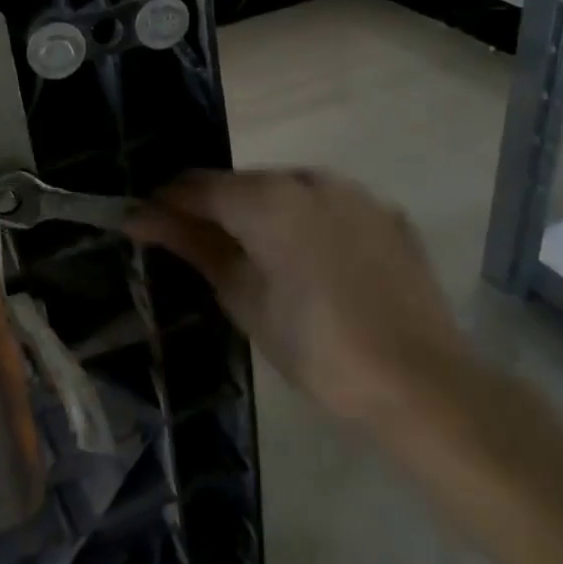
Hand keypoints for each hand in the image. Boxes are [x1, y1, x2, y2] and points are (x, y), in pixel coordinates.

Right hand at [129, 169, 466, 422]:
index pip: (198, 185)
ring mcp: (356, 194)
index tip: (142, 223)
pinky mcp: (387, 217)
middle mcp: (311, 179)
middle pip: (243, 184)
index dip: (165, 203)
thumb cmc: (315, 347)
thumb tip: (141, 217)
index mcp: (269, 197)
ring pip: (287, 192)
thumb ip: (193, 245)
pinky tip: (307, 263)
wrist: (421, 383)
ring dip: (261, 214)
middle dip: (214, 209)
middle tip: (195, 247)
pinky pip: (329, 207)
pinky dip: (305, 224)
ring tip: (253, 257)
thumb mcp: (243, 297)